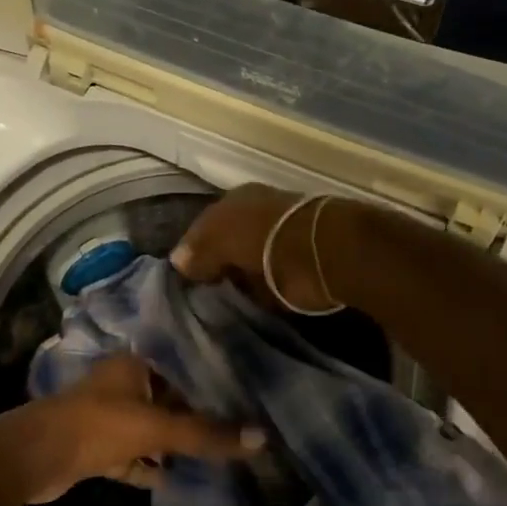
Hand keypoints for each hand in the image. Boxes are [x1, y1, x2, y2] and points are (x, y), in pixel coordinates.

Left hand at [0, 355, 263, 503]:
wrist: (35, 458)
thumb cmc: (97, 426)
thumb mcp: (156, 428)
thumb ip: (205, 434)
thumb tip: (262, 439)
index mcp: (134, 365)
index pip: (182, 364)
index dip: (211, 377)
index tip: (246, 390)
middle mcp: (122, 384)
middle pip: (169, 399)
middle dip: (198, 414)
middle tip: (239, 425)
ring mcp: (109, 417)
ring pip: (152, 428)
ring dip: (176, 442)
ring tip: (218, 452)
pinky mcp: (99, 447)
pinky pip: (135, 455)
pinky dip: (152, 466)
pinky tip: (179, 477)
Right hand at [171, 183, 342, 311]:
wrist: (328, 252)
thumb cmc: (266, 238)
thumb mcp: (222, 238)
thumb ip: (200, 250)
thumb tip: (179, 262)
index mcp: (237, 200)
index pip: (204, 226)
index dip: (192, 250)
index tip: (183, 278)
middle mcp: (258, 214)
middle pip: (227, 242)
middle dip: (216, 264)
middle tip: (200, 294)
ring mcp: (280, 239)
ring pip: (247, 261)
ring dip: (238, 280)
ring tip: (221, 304)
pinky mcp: (299, 266)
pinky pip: (267, 282)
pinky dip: (258, 293)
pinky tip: (247, 305)